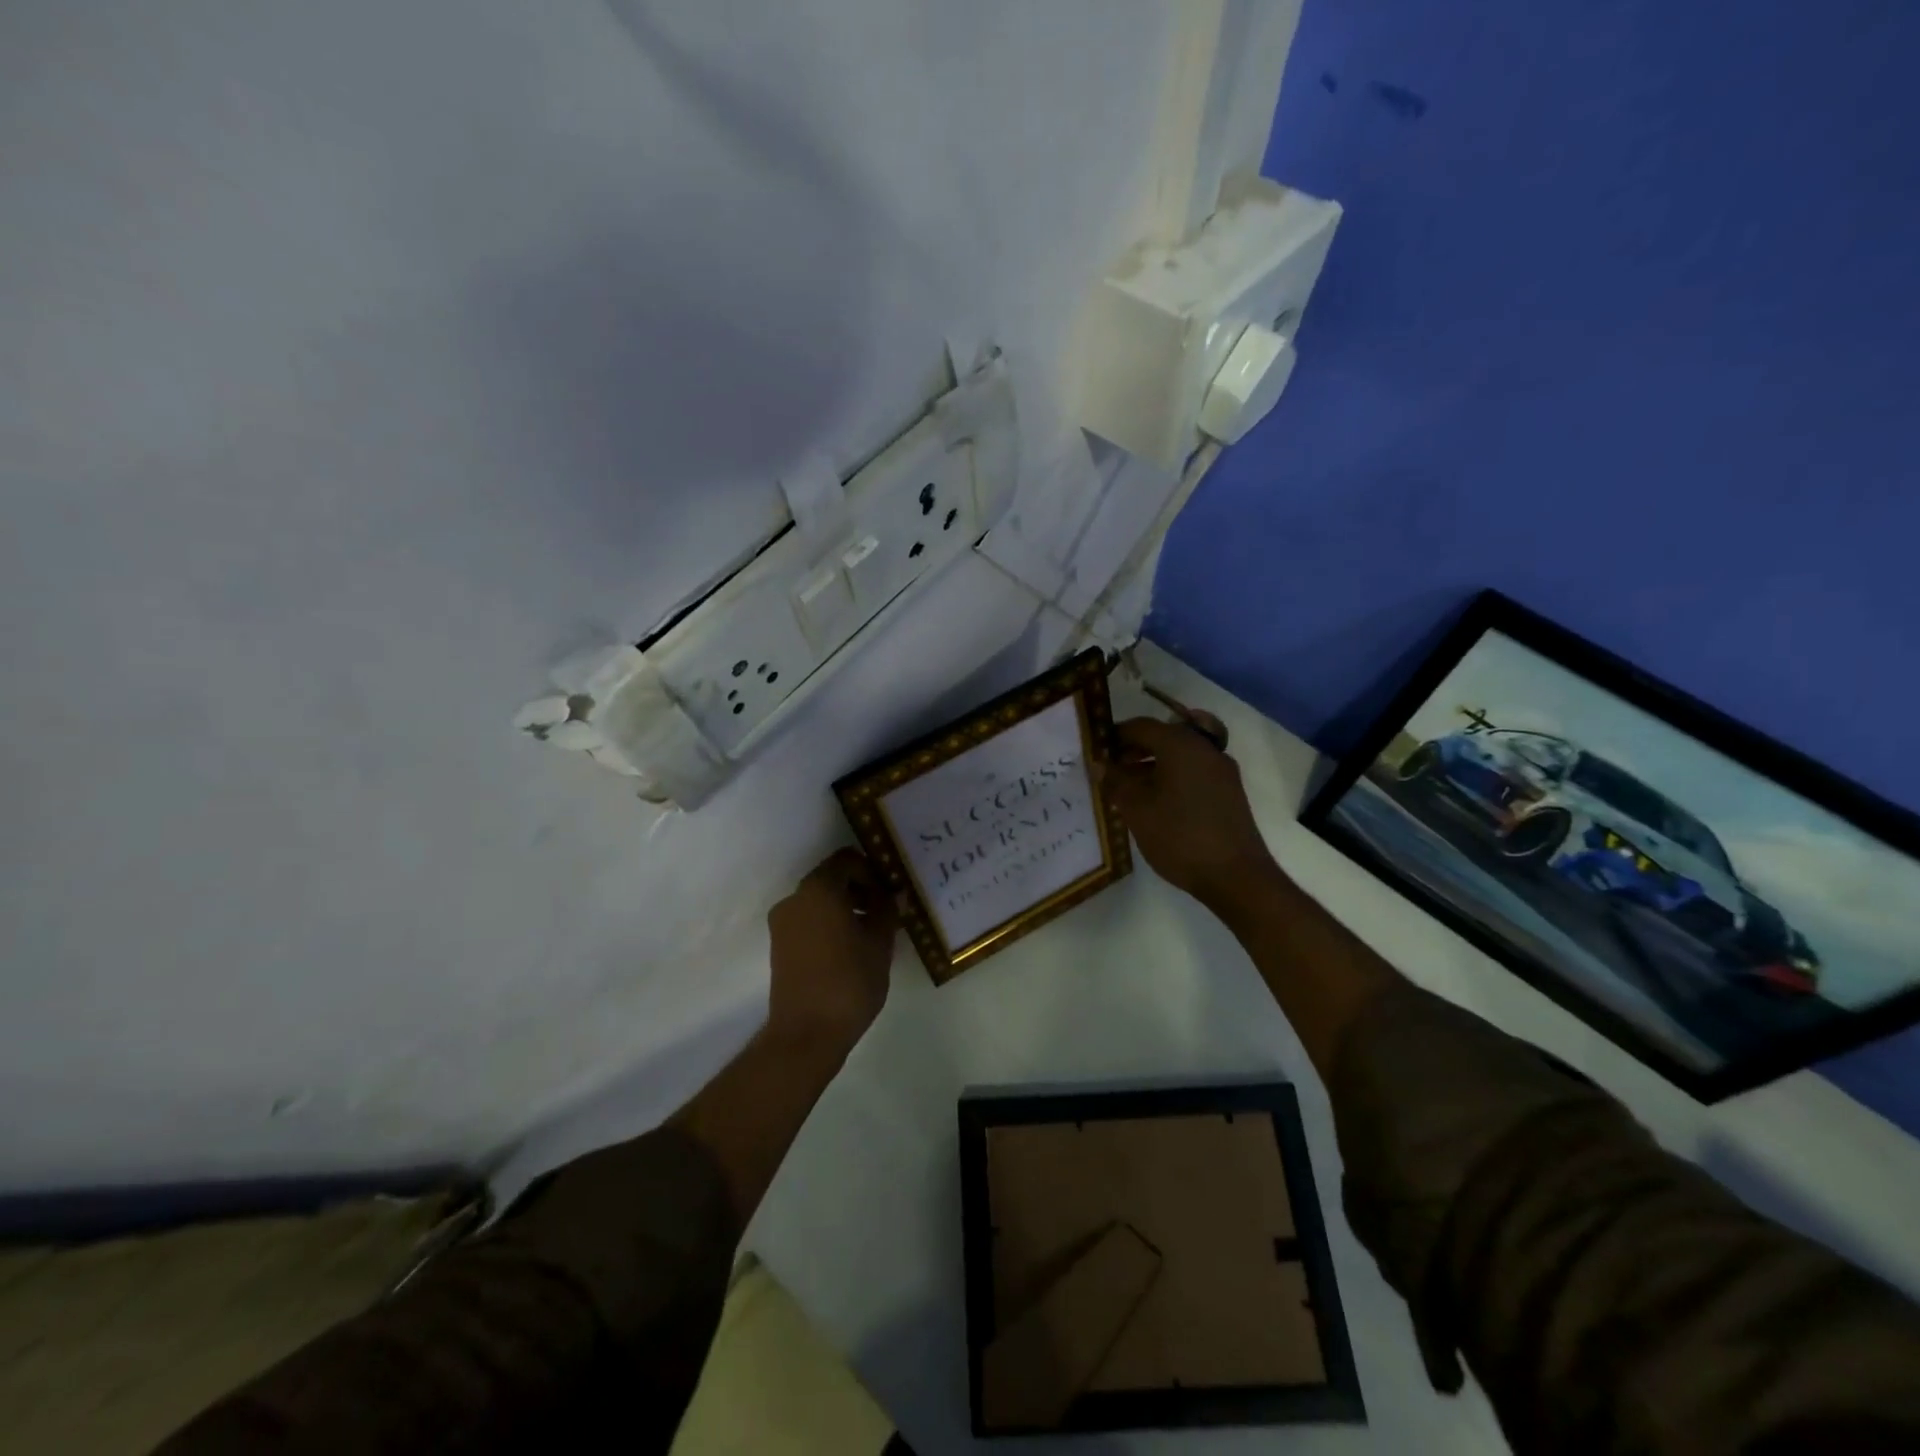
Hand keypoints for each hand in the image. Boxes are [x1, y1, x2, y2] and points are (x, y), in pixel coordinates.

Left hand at [767, 848, 898, 1052]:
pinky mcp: (779, 946)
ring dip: (845, 908)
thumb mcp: (880, 943)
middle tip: (885, 913)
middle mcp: (795, 898)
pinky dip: (829, 925)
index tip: (889, 894)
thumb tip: (894, 895)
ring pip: (819, 902)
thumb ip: (888, 911)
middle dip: (860, 890)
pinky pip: (808, 921)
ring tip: (871, 934)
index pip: (847, 860)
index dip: (872, 871)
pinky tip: (850, 950)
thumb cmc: (849, 981)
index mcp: (819, 889)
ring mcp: (782, 923)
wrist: (806, 1033)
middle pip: (831, 879)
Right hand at [1104, 714, 1280, 909]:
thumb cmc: (1179, 836)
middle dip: (1134, 750)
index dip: (1115, 735)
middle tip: (1111, 770)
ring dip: (1152, 765)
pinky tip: (1157, 803)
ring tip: (1129, 790)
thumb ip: (1115, 781)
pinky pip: (1193, 772)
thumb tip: (1100, 764)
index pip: (1141, 726)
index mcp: (1181, 744)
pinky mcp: (1229, 791)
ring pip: (1179, 755)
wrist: (1236, 876)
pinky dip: (1172, 777)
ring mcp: (1221, 770)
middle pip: (1163, 737)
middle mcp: (1204, 748)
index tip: (1096, 751)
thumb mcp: (1136, 809)